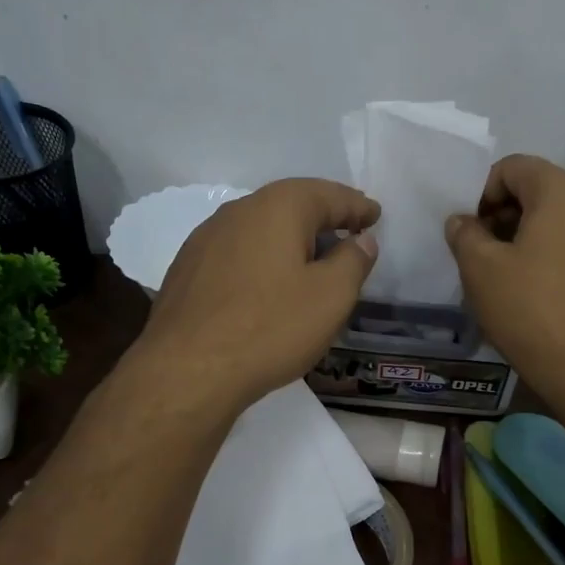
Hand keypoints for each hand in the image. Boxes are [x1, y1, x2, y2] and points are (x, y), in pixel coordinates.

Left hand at [139, 178, 378, 413]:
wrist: (188, 370)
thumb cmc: (271, 327)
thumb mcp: (331, 296)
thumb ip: (353, 261)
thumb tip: (362, 241)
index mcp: (278, 208)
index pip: (328, 195)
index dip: (356, 206)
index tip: (376, 215)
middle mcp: (239, 211)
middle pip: (291, 204)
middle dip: (323, 215)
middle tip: (350, 228)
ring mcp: (206, 239)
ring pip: (261, 227)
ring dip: (291, 236)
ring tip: (313, 255)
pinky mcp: (188, 269)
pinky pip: (239, 250)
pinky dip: (264, 256)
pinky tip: (270, 280)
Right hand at [444, 155, 564, 404]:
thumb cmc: (531, 310)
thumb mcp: (480, 270)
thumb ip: (465, 234)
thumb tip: (462, 221)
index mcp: (561, 191)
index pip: (514, 167)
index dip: (483, 191)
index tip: (470, 229)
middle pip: (541, 191)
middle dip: (506, 214)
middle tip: (483, 251)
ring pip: (563, 221)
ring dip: (530, 237)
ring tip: (509, 275)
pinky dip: (556, 257)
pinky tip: (541, 294)